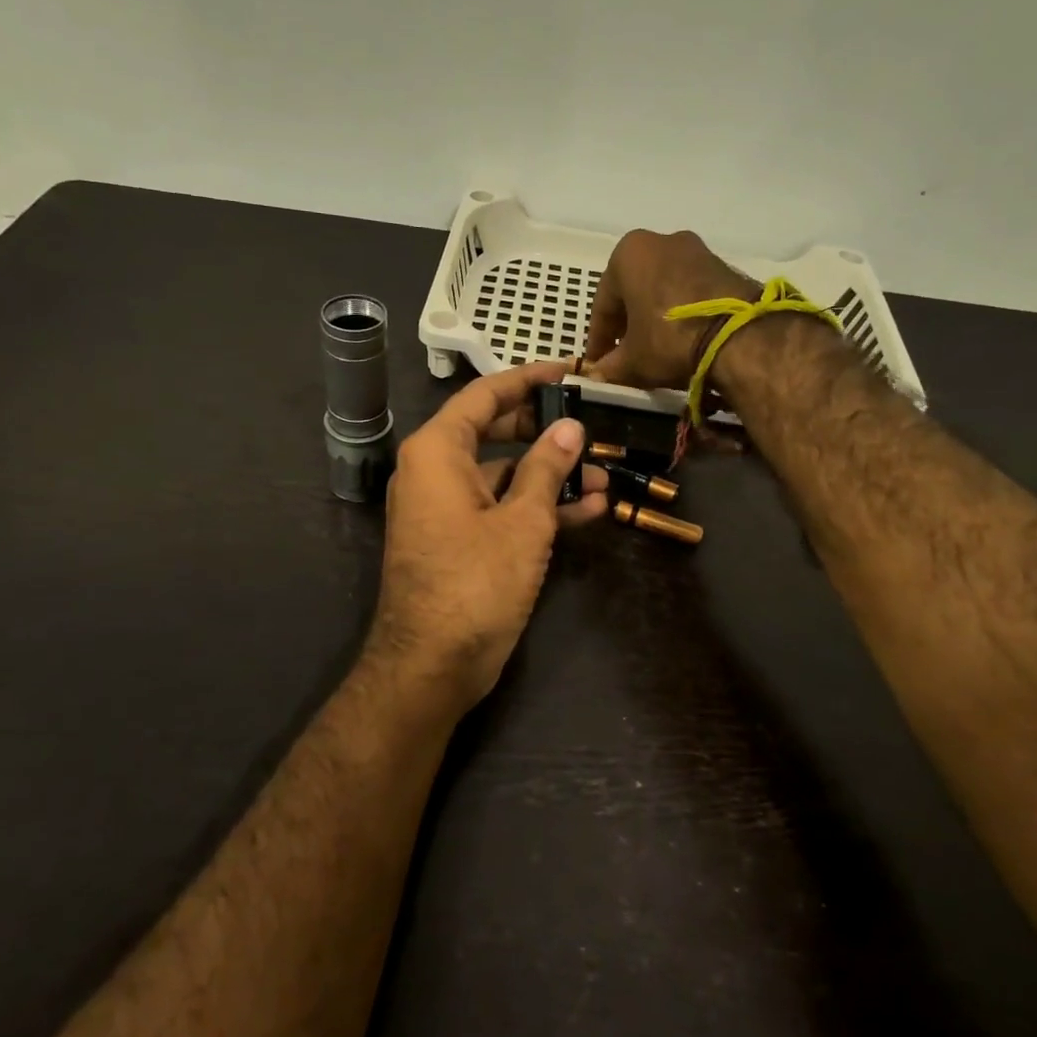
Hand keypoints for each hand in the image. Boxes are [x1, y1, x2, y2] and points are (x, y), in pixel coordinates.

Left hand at [366, 360, 607, 709]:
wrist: (432, 665)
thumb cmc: (474, 582)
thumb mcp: (522, 521)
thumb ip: (547, 468)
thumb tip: (569, 428)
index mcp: (437, 451)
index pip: (485, 395)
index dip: (528, 380)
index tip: (569, 372)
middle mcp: (435, 471)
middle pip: (496, 433)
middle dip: (547, 433)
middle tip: (593, 427)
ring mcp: (446, 508)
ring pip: (504, 475)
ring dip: (552, 477)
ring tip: (605, 478)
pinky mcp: (460, 540)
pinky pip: (500, 509)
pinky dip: (538, 508)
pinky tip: (589, 511)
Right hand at [581, 229, 756, 389]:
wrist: (739, 336)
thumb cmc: (668, 339)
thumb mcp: (631, 361)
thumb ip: (609, 367)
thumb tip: (598, 375)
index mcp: (628, 253)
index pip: (603, 303)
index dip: (598, 339)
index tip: (597, 363)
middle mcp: (660, 240)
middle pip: (633, 290)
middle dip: (627, 324)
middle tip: (623, 355)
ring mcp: (696, 250)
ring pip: (662, 289)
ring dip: (653, 317)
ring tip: (653, 350)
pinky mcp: (723, 266)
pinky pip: (688, 291)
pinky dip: (679, 313)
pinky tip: (680, 339)